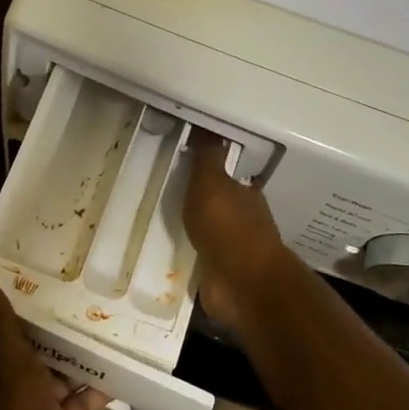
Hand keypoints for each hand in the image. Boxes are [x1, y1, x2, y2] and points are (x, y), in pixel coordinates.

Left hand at [0, 268, 108, 409]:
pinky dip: (98, 388)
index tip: (46, 272)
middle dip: (58, 325)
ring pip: (61, 372)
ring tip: (112, 322)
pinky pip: (81, 401)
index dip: (22, 300)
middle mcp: (16, 380)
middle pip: (38, 346)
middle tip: (90, 291)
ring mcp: (39, 407)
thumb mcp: (9, 362)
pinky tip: (122, 371)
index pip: (6, 323)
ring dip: (81, 354)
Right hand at [184, 130, 287, 331]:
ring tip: (163, 224)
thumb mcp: (212, 182)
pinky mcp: (219, 277)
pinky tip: (170, 254)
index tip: (188, 166)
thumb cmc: (227, 226)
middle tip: (169, 194)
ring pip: (209, 235)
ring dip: (193, 231)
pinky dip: (189, 256)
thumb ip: (208, 157)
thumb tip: (207, 127)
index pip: (229, 178)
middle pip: (219, 207)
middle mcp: (243, 222)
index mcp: (245, 196)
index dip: (212, 172)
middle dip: (200, 202)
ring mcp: (233, 252)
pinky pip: (199, 260)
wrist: (241, 283)